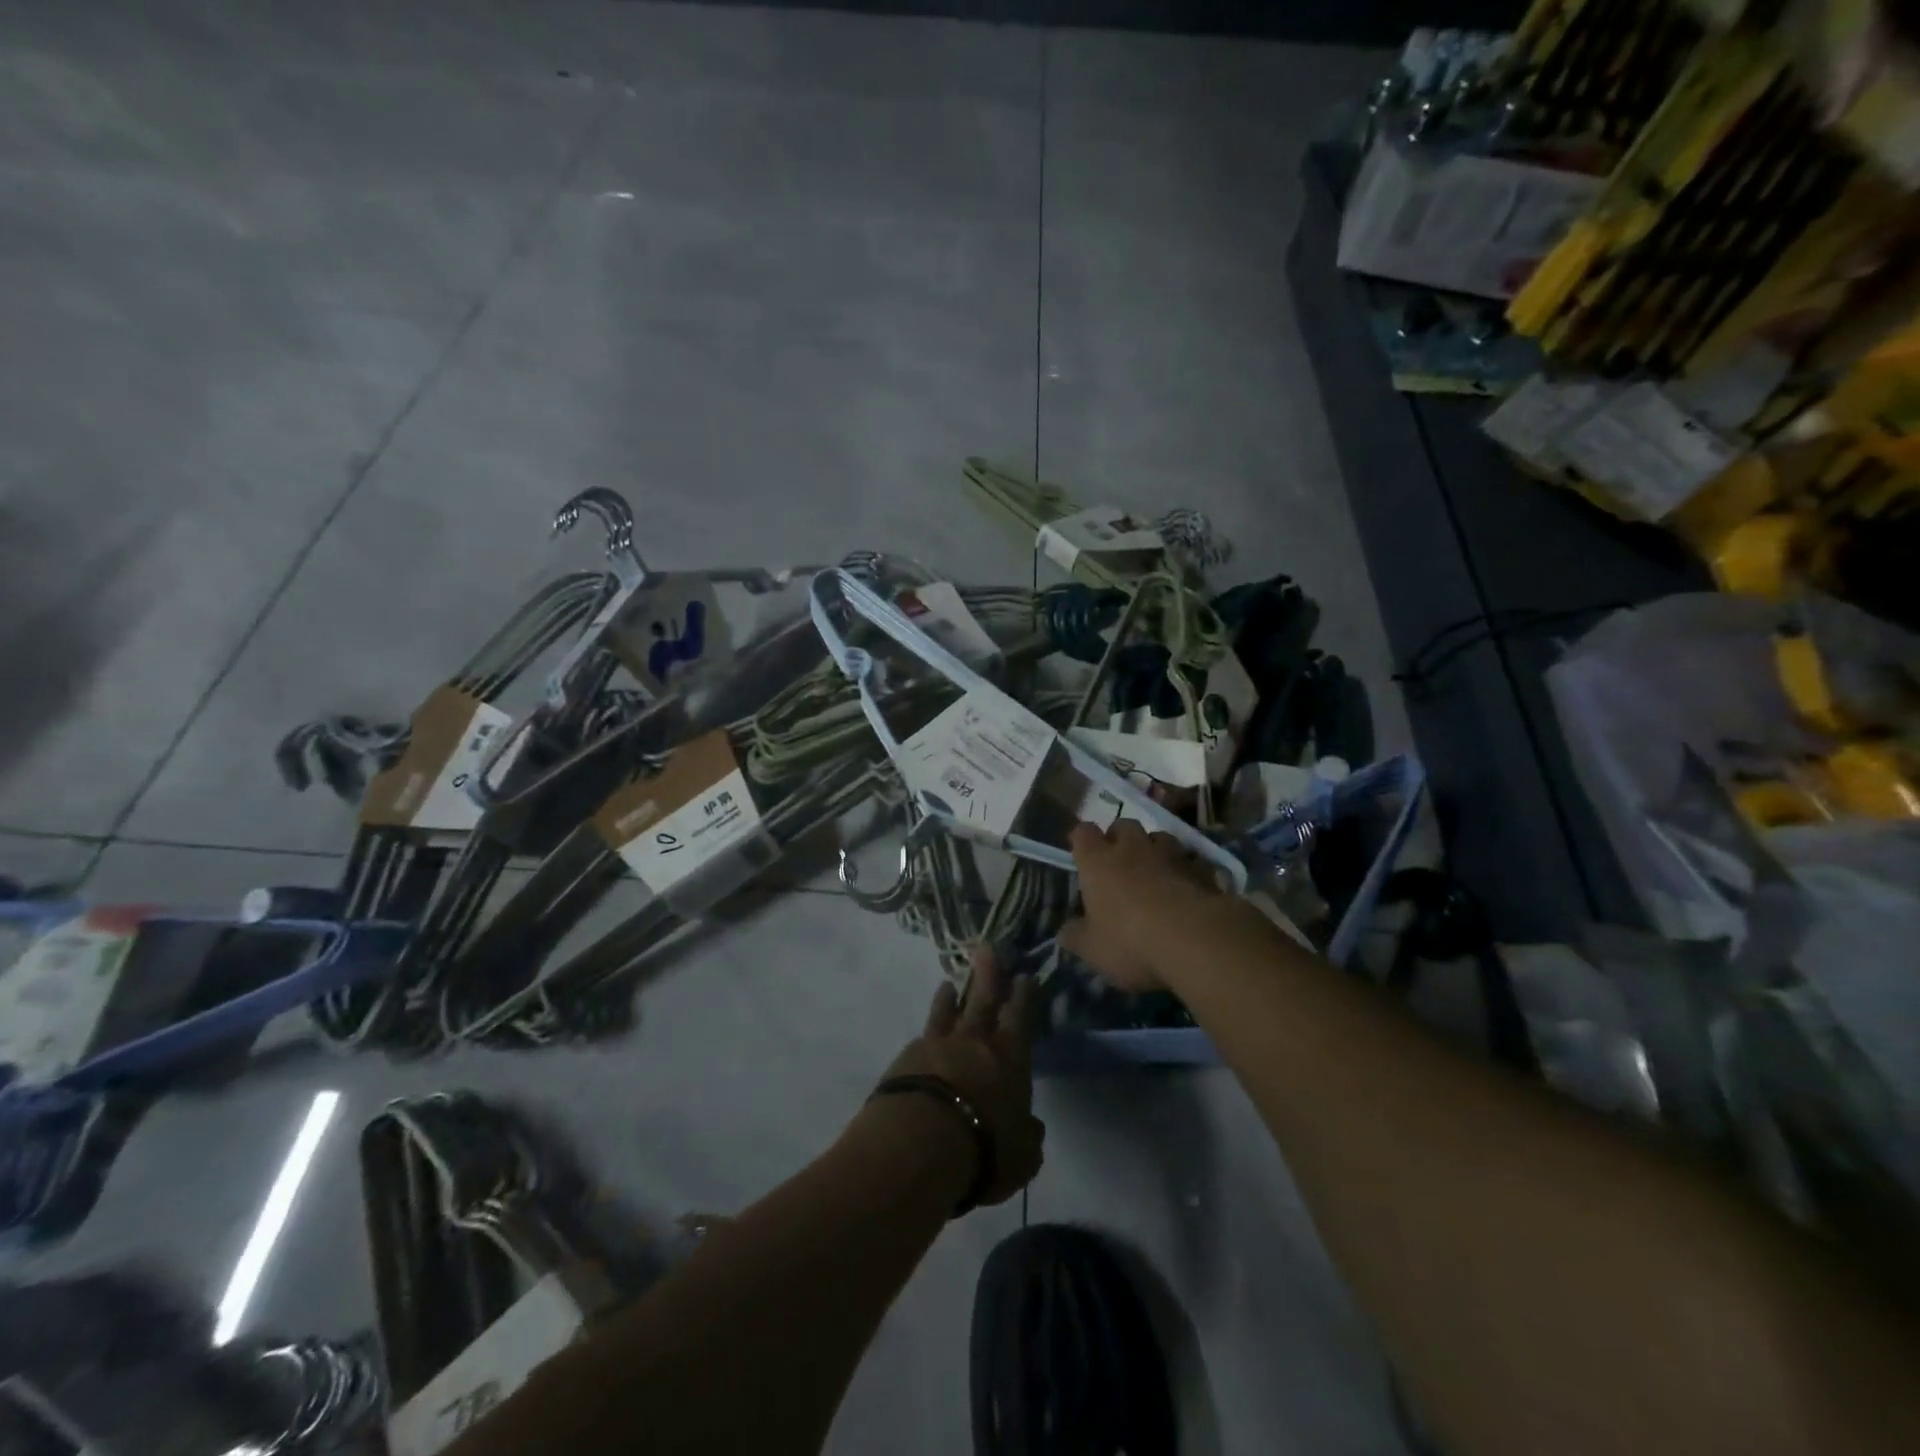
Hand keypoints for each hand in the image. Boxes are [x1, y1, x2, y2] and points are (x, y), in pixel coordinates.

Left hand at [878, 947, 1043, 1206]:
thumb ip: (1027, 1135)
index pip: (1020, 1017)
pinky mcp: (904, 1058)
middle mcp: (973, 1042)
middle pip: (982, 1000)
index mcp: (1009, 1057)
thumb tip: (1029, 1125)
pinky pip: (921, 1039)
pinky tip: (923, 1038)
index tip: (1024, 976)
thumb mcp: (1022, 1154)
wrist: (919, 1145)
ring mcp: (936, 1045)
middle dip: (988, 975)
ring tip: (948, 984)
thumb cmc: (985, 1149)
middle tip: (987, 949)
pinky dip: (927, 1035)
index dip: (1024, 996)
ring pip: (945, 1013)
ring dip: (949, 998)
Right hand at [1057, 819, 1224, 991]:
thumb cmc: (1130, 941)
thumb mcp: (1092, 949)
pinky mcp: (1202, 870)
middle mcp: (1133, 849)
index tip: (1082, 852)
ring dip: (1156, 849)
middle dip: (1120, 837)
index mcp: (1098, 862)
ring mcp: (1171, 856)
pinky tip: (1190, 886)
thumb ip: (1076, 938)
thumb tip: (1064, 933)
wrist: (1195, 940)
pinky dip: (1190, 870)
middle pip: (1124, 825)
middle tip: (1119, 859)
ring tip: (1156, 869)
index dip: (1082, 840)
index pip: (1083, 833)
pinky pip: (1194, 861)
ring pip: (1161, 837)